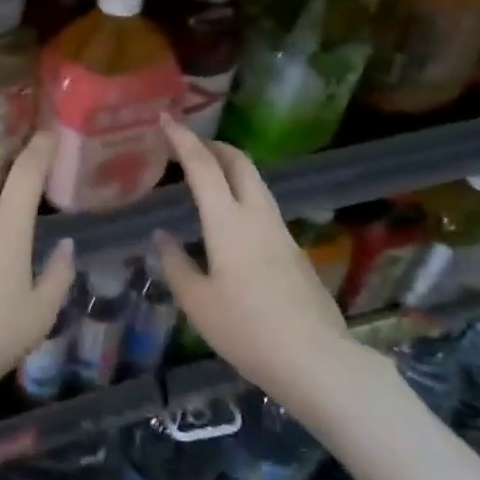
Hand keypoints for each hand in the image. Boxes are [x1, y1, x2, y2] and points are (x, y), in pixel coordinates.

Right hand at [155, 116, 353, 417]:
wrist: (316, 360)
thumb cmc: (247, 329)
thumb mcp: (198, 303)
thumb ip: (176, 264)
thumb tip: (162, 237)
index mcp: (227, 222)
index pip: (202, 166)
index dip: (183, 140)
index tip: (167, 119)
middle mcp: (257, 216)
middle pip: (240, 163)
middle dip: (215, 145)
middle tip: (192, 145)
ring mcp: (281, 232)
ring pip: (257, 184)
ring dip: (232, 170)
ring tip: (209, 178)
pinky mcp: (295, 252)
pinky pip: (264, 209)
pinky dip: (244, 197)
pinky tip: (232, 226)